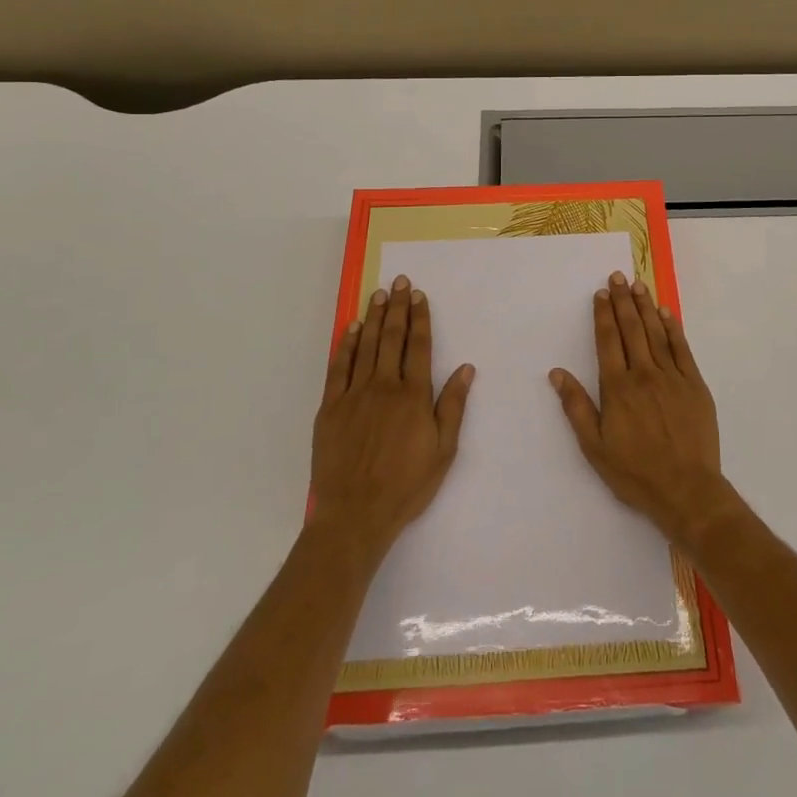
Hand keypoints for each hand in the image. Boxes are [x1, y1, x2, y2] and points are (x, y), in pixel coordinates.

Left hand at [311, 276, 474, 562]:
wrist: (355, 514)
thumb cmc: (406, 485)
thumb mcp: (443, 451)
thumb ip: (452, 406)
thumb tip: (466, 368)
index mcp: (413, 396)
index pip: (419, 346)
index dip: (420, 318)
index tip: (419, 296)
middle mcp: (384, 386)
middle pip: (391, 338)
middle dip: (397, 307)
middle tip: (400, 282)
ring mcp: (354, 395)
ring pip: (365, 346)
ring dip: (372, 317)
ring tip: (379, 294)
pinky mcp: (330, 408)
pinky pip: (338, 367)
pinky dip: (345, 345)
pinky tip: (350, 328)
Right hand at [549, 271, 738, 550]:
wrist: (687, 491)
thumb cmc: (635, 473)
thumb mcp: (595, 448)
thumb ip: (577, 407)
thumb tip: (557, 374)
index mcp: (617, 389)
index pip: (607, 341)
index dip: (603, 315)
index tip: (601, 293)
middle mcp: (644, 374)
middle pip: (631, 329)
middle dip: (623, 301)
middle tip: (618, 277)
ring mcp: (672, 377)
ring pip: (656, 333)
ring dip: (645, 307)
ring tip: (638, 285)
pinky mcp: (694, 385)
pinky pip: (682, 349)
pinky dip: (673, 328)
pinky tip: (666, 313)